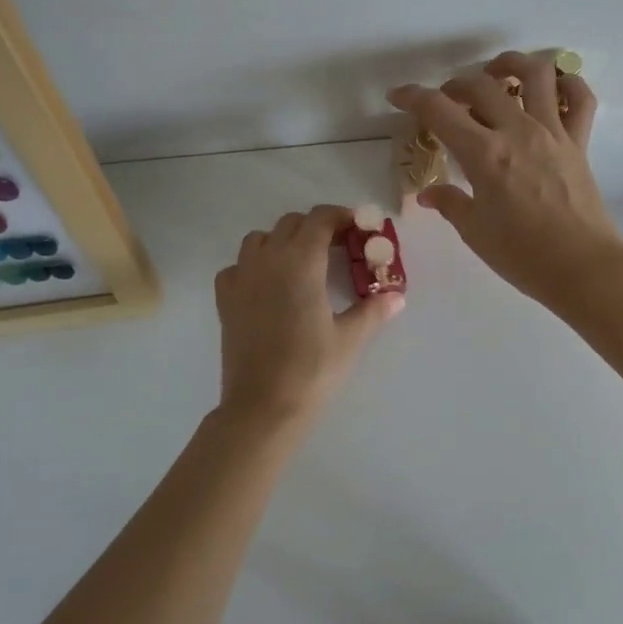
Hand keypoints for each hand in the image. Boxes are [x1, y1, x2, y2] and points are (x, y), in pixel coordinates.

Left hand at [213, 204, 402, 429]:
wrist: (263, 407)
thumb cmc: (312, 369)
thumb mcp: (350, 338)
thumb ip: (374, 310)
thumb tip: (397, 296)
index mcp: (301, 261)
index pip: (320, 218)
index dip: (341, 216)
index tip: (359, 228)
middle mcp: (268, 259)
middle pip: (292, 223)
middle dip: (316, 228)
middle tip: (338, 248)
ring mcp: (242, 278)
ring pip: (260, 239)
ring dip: (282, 241)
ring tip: (301, 264)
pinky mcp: (225, 300)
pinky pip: (237, 266)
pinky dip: (254, 265)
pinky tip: (267, 286)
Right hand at [388, 50, 622, 307]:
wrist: (583, 268)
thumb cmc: (523, 255)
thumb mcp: (475, 231)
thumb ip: (450, 203)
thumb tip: (430, 193)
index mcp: (484, 154)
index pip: (439, 110)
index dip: (412, 97)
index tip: (398, 96)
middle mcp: (518, 131)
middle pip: (481, 85)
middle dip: (456, 85)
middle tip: (448, 101)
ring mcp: (553, 132)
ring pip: (536, 74)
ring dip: (512, 64)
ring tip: (497, 73)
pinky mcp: (579, 142)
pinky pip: (580, 99)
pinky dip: (568, 84)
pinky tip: (552, 89)